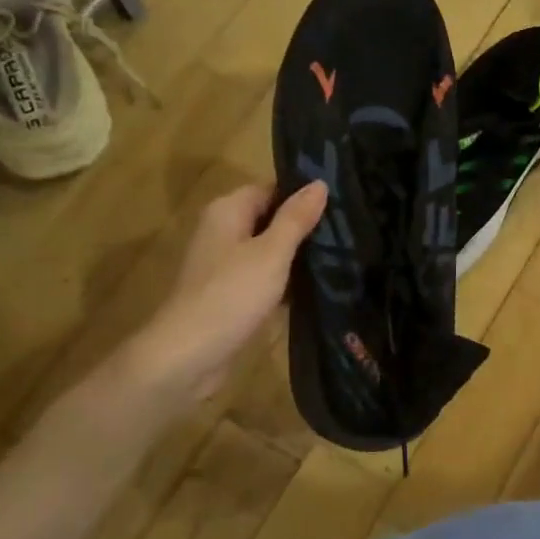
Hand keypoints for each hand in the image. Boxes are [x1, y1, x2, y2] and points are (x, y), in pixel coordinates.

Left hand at [129, 180, 327, 400]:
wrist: (190, 355)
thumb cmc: (232, 294)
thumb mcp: (272, 253)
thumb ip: (296, 218)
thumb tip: (320, 183)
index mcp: (227, 211)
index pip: (271, 189)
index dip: (303, 195)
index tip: (342, 203)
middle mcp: (223, 232)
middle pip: (270, 220)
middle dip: (305, 227)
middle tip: (350, 230)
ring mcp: (225, 265)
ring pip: (270, 251)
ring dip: (299, 257)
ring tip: (344, 257)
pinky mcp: (231, 295)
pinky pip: (265, 278)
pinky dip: (286, 282)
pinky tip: (318, 288)